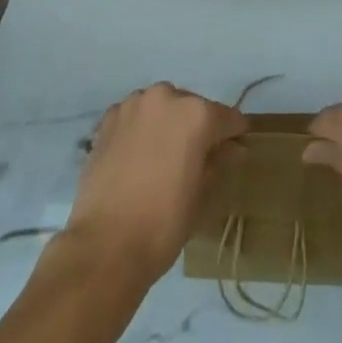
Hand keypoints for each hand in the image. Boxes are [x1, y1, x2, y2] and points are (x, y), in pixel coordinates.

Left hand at [64, 83, 247, 282]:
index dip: (234, 134)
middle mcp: (166, 97)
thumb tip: (232, 148)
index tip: (236, 147)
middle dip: (196, 127)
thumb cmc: (163, 224)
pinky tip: (136, 156)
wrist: (105, 245)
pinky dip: (140, 129)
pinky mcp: (109, 117)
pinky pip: (134, 116)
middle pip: (191, 107)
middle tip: (194, 158)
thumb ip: (218, 162)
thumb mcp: (201, 196)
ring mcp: (134, 104)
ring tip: (162, 157)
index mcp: (196, 114)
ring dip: (166, 124)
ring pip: (161, 107)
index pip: (227, 118)